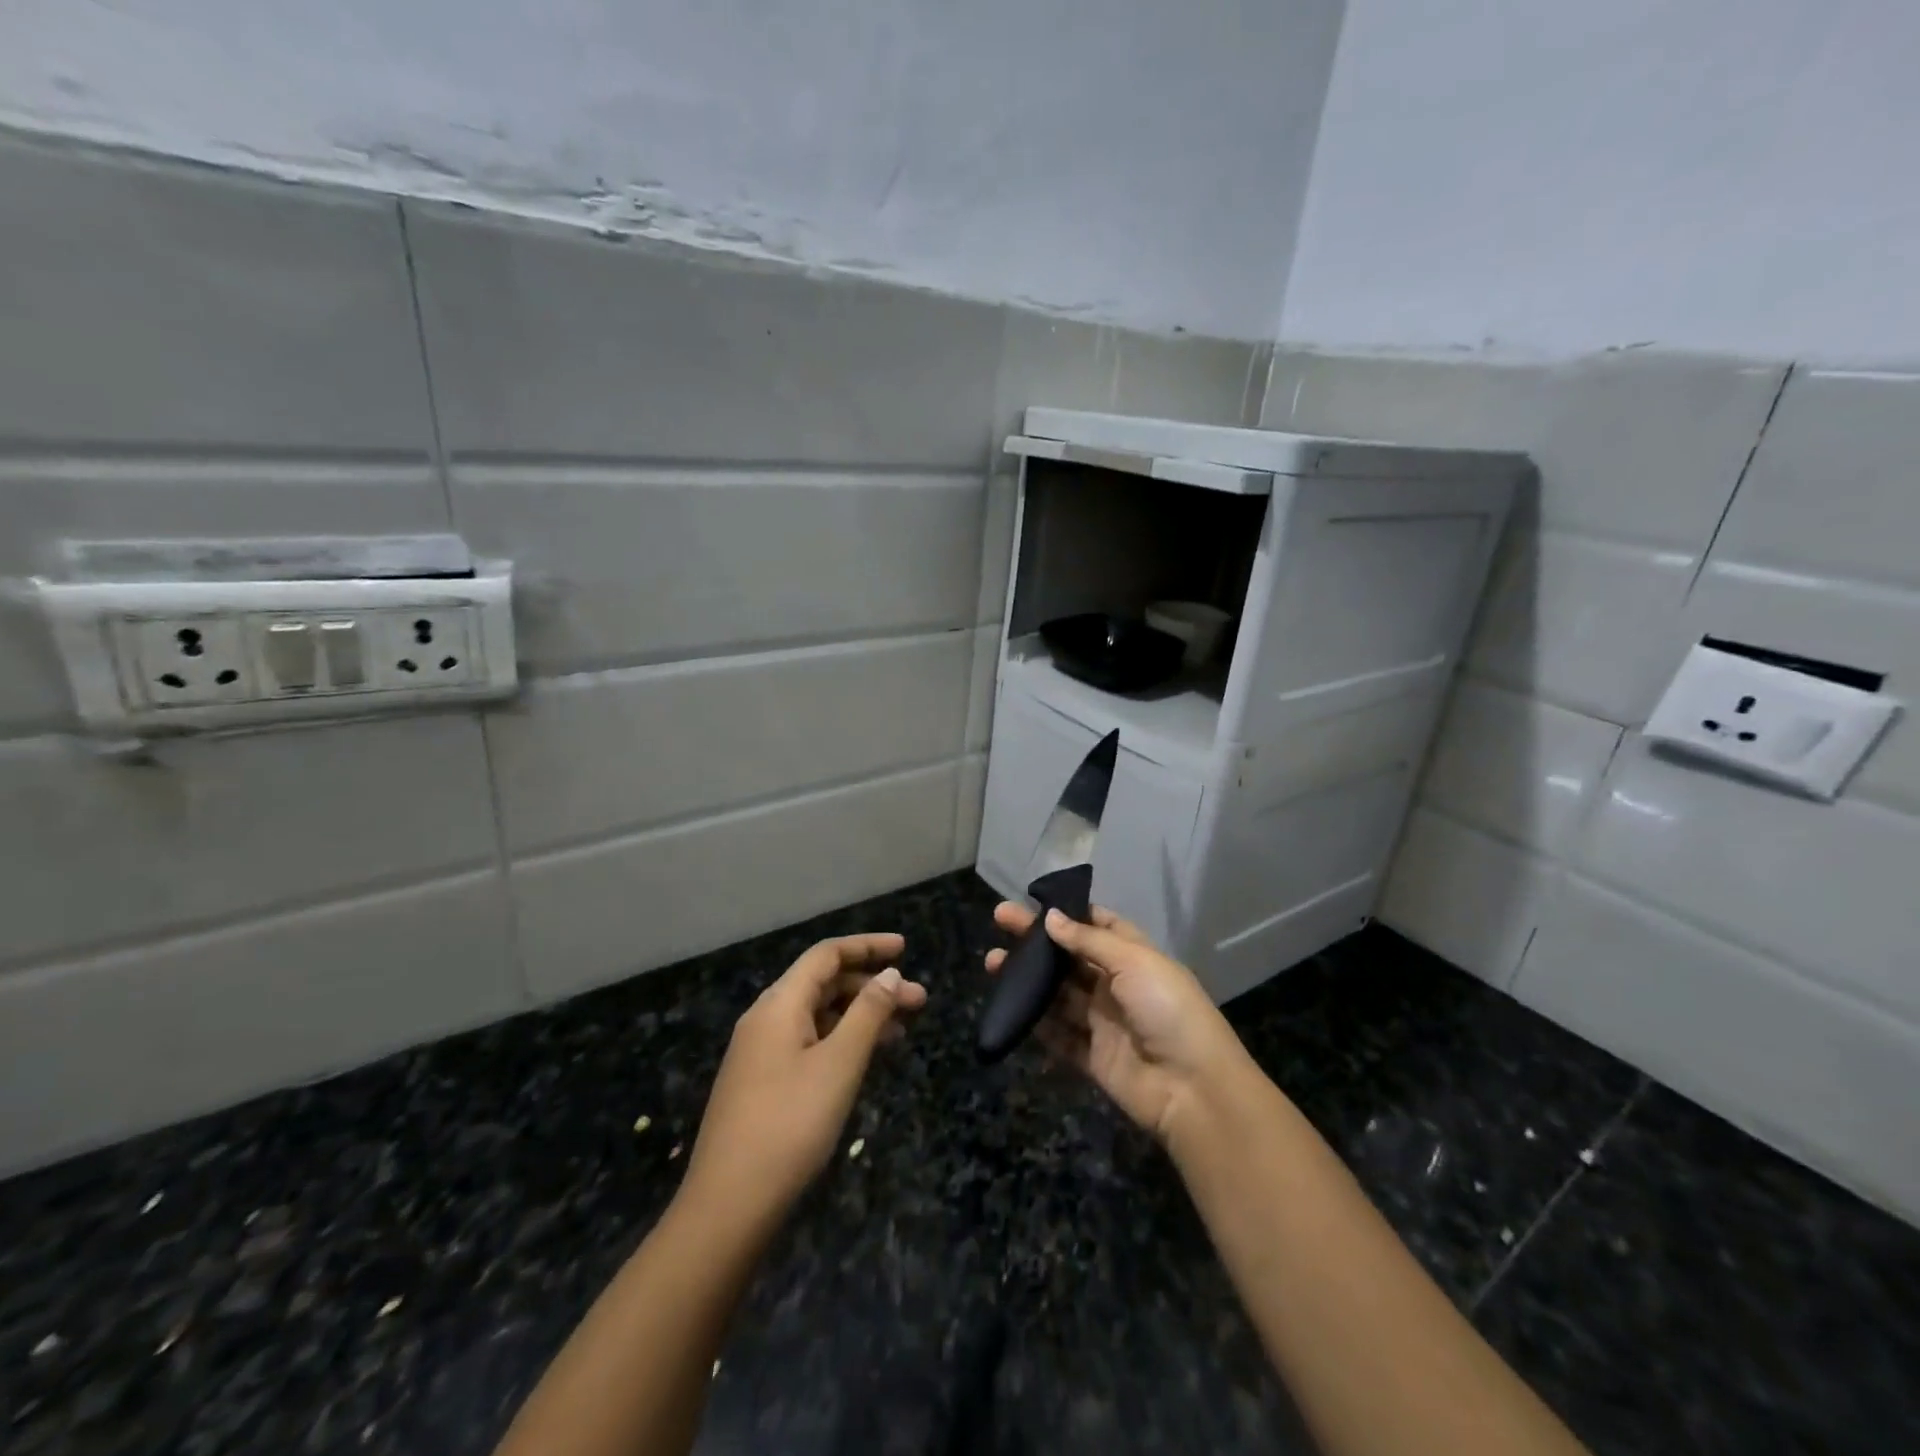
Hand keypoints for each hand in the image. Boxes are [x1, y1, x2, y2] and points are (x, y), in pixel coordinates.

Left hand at [683, 933, 925, 1230]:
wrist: (727, 1207)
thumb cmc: (790, 1125)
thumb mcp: (839, 1064)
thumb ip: (868, 1013)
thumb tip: (889, 973)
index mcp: (779, 1004)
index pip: (827, 955)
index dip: (867, 946)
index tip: (906, 948)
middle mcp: (766, 1018)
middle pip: (824, 983)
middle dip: (872, 985)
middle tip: (918, 1001)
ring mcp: (760, 1053)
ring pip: (818, 1015)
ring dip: (860, 1015)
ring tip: (902, 1031)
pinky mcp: (762, 1083)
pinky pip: (808, 1042)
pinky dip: (841, 1040)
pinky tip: (865, 1059)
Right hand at [986, 903, 1251, 1144]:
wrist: (1193, 1089)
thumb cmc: (1168, 1009)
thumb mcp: (1134, 962)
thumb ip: (1088, 941)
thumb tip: (1050, 917)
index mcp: (1134, 956)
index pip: (1099, 926)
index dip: (1069, 913)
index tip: (1035, 901)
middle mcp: (1117, 985)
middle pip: (1070, 957)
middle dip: (1036, 940)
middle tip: (999, 920)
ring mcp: (1103, 1021)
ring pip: (1058, 994)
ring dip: (1028, 979)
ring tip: (992, 962)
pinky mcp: (1092, 1056)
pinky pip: (1058, 1034)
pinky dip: (1035, 1021)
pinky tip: (1008, 1005)